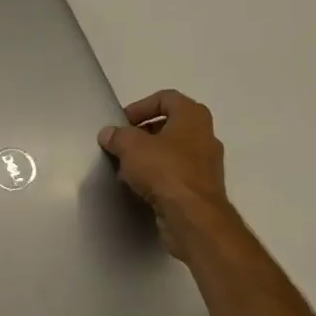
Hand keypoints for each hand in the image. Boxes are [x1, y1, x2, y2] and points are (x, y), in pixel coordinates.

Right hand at [99, 90, 232, 258]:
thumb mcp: (131, 146)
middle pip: (170, 125)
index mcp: (193, 116)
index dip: (141, 106)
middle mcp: (205, 136)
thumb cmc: (165, 170)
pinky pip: (177, 175)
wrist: (193, 217)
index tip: (122, 123)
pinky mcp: (202, 189)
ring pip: (173, 152)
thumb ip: (117, 136)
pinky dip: (158, 177)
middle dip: (143, 133)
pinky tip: (140, 187)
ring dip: (150, 157)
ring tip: (127, 168)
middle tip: (122, 144)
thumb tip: (109, 134)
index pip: (166, 98)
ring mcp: (207, 164)